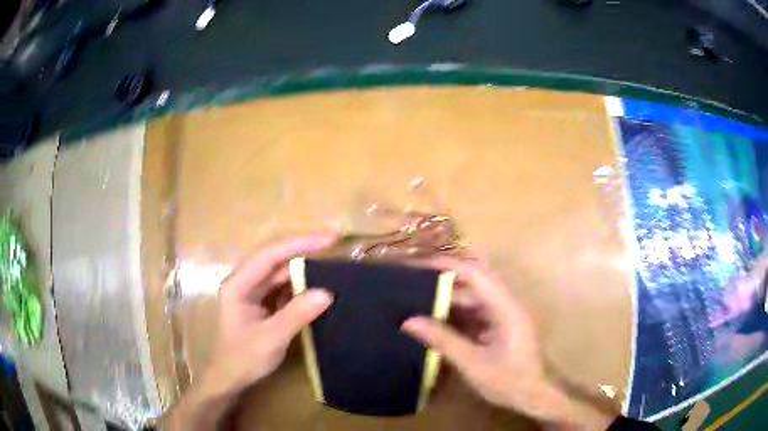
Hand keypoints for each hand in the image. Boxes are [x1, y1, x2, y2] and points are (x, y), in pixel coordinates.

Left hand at [165, 235, 335, 430]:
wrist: (230, 379)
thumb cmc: (243, 359)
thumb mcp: (270, 339)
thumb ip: (296, 315)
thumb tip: (327, 293)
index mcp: (238, 284)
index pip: (269, 255)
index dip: (299, 243)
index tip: (329, 239)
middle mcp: (245, 282)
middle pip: (276, 259)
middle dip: (304, 251)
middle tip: (335, 246)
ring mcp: (254, 292)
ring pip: (282, 273)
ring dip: (305, 269)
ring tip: (332, 264)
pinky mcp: (263, 303)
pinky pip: (284, 288)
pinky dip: (302, 286)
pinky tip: (319, 286)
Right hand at [402, 258, 613, 429]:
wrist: (534, 397)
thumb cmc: (508, 381)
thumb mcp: (473, 364)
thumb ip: (443, 341)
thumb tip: (409, 321)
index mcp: (505, 308)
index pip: (476, 274)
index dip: (449, 266)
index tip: (421, 266)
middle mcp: (507, 305)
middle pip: (475, 282)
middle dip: (446, 281)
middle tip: (415, 285)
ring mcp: (505, 315)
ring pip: (475, 298)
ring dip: (451, 299)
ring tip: (420, 302)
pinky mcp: (502, 326)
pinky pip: (477, 312)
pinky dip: (458, 314)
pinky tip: (439, 321)